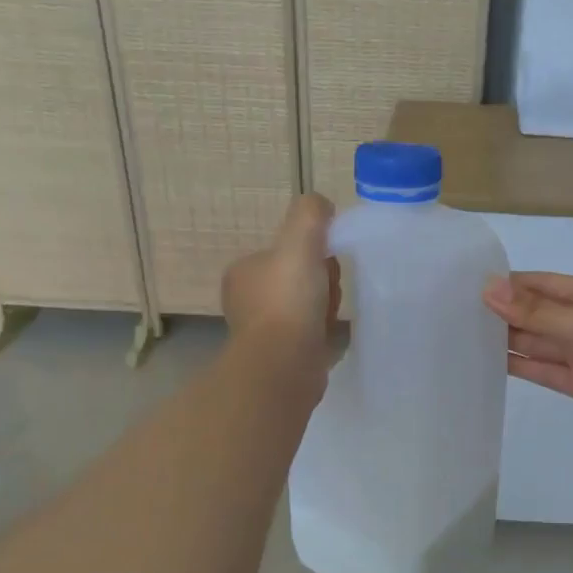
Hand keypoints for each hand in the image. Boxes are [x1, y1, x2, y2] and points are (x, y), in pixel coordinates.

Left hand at [222, 194, 341, 372]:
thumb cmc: (288, 301)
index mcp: (244, 272)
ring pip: (305, 307)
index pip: (287, 251)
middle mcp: (247, 300)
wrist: (284, 366)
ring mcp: (262, 331)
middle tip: (328, 294)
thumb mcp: (300, 242)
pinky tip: (328, 337)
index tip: (327, 264)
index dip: (314, 253)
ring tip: (329, 318)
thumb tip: (321, 206)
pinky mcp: (279, 356)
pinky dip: (321, 333)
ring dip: (324, 309)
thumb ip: (310, 215)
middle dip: (321, 283)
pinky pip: (309, 334)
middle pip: (299, 278)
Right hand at [482, 272, 572, 440]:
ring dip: (511, 339)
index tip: (474, 286)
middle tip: (462, 313)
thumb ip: (535, 311)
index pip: (545, 284)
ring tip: (469, 336)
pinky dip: (522, 365)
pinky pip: (545, 369)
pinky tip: (493, 361)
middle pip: (540, 313)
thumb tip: (490, 289)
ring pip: (540, 342)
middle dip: (507, 312)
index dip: (512, 284)